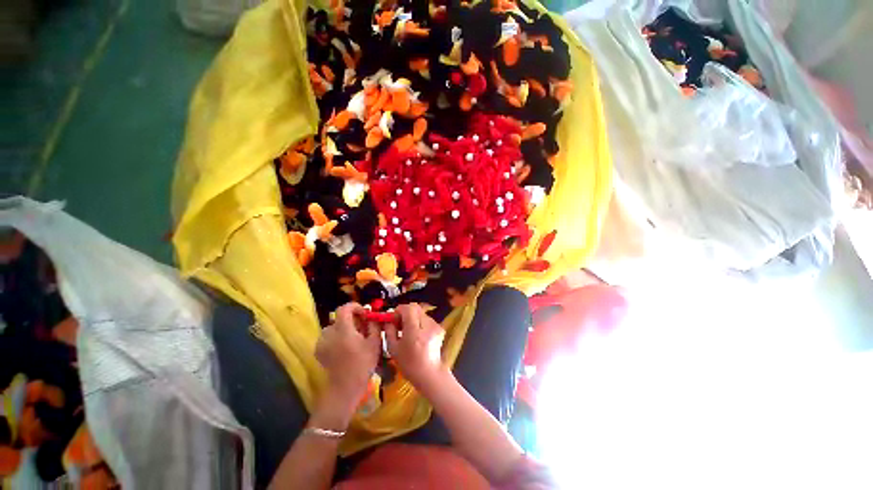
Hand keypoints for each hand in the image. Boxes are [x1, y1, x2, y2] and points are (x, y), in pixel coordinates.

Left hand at [316, 303, 381, 411]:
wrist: (345, 387)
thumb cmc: (362, 364)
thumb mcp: (374, 342)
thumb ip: (374, 325)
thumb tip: (372, 316)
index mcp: (343, 329)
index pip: (345, 308)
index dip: (355, 307)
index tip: (364, 314)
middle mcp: (329, 333)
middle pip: (340, 318)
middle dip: (352, 320)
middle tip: (362, 328)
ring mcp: (321, 342)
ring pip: (334, 327)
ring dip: (344, 328)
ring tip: (354, 339)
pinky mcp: (318, 351)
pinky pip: (328, 337)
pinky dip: (336, 337)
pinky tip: (344, 347)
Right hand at [385, 303, 445, 386]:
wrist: (429, 374)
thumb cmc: (409, 364)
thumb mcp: (393, 349)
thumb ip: (389, 330)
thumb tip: (388, 320)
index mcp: (415, 330)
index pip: (408, 308)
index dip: (399, 310)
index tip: (394, 319)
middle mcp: (427, 324)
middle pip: (415, 308)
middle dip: (406, 312)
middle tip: (399, 323)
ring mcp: (435, 325)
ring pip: (421, 313)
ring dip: (413, 318)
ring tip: (408, 331)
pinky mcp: (440, 328)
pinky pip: (427, 319)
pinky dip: (420, 323)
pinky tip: (417, 335)